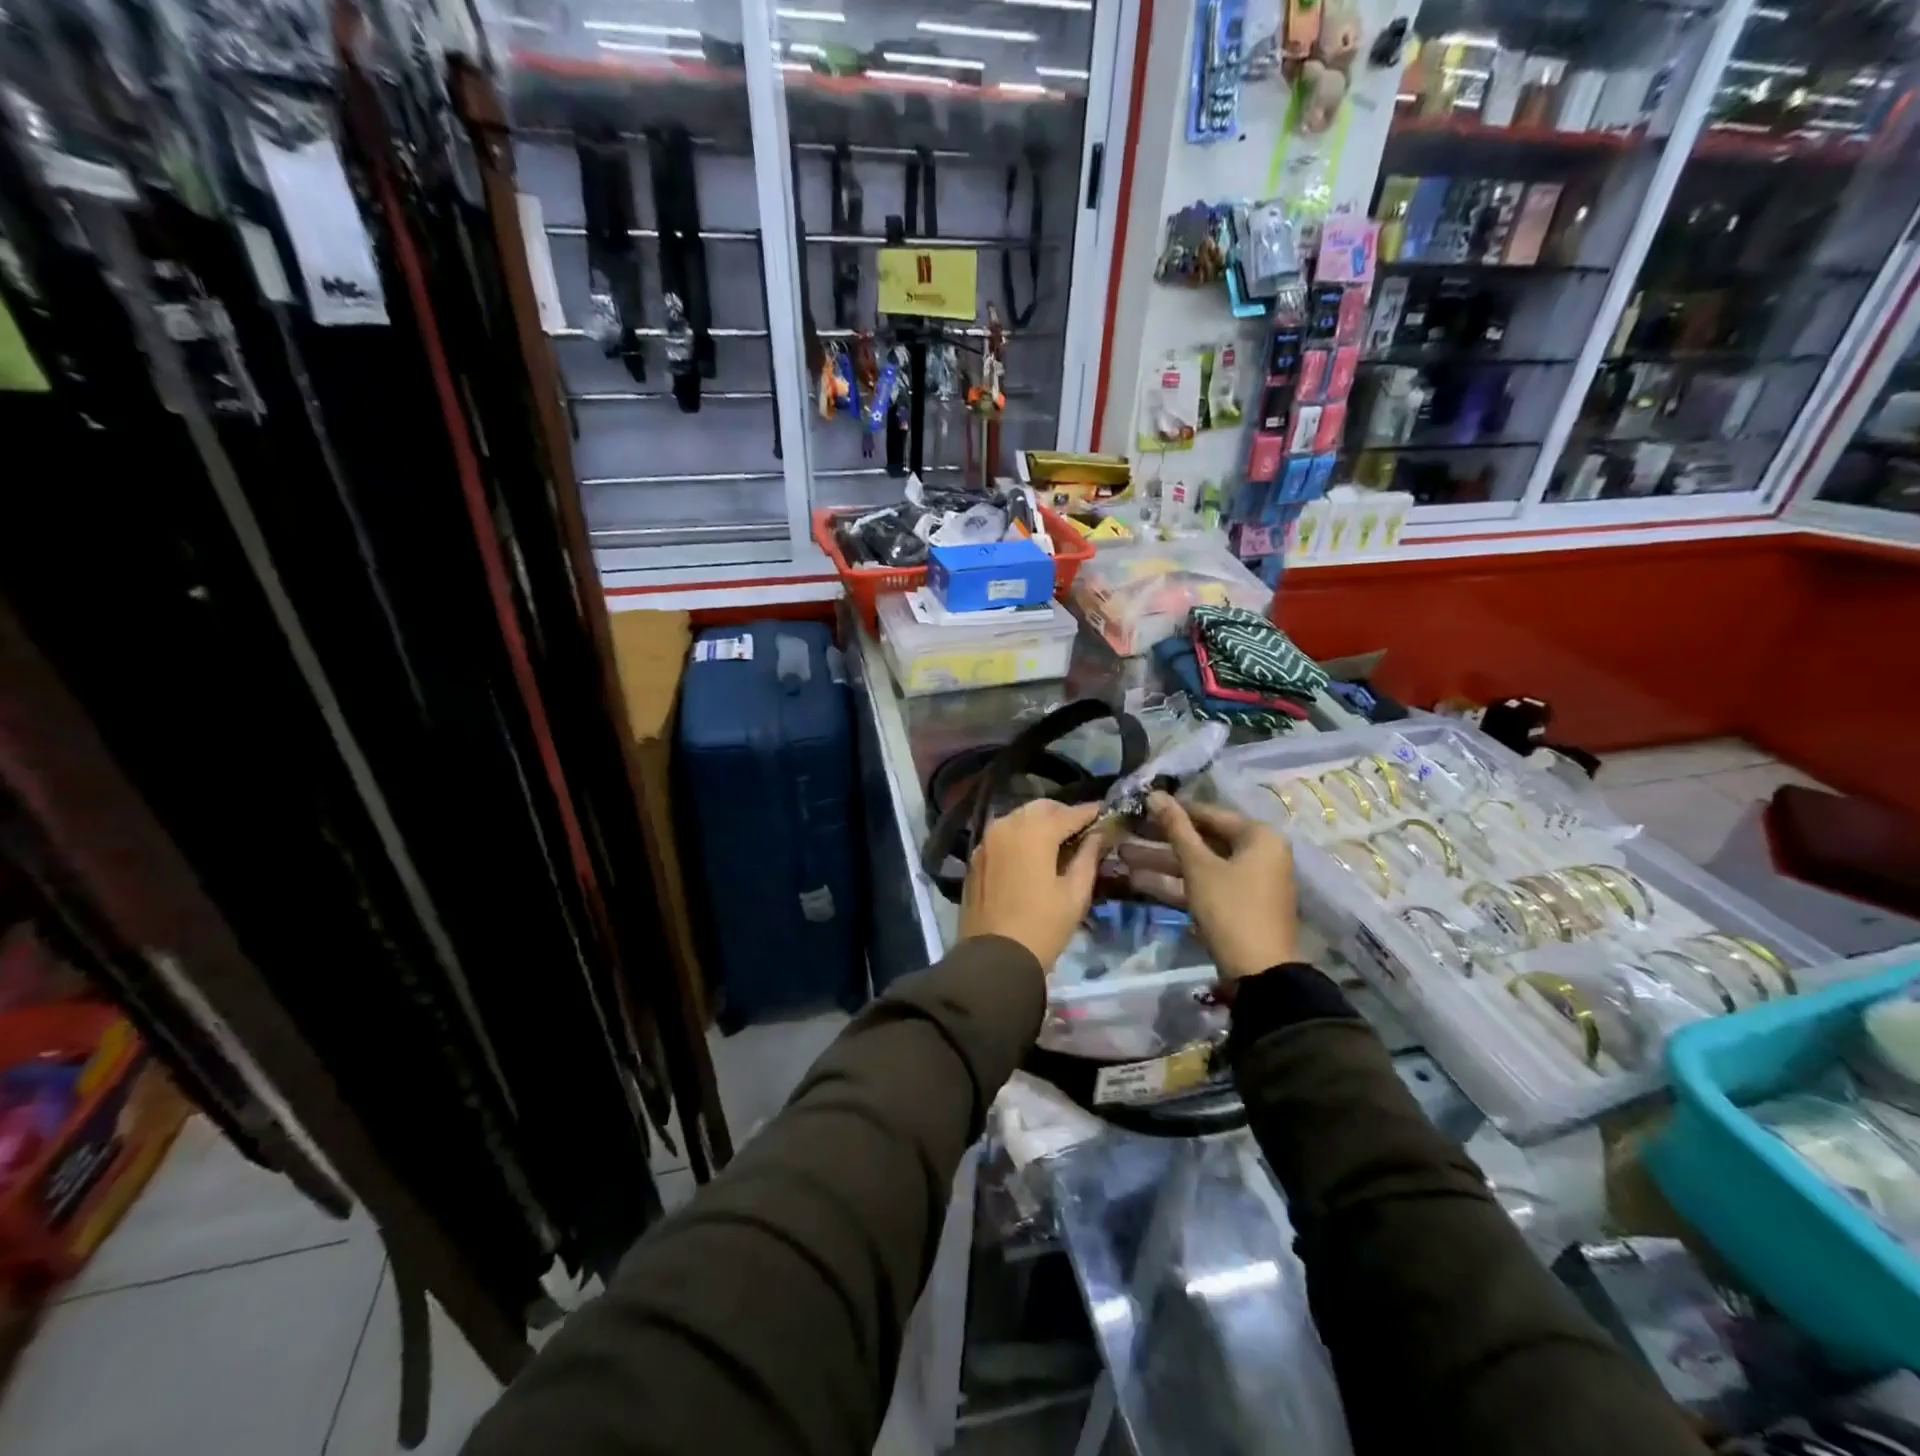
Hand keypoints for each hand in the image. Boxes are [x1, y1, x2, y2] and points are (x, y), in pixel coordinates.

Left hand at [959, 800, 1110, 971]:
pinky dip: (1020, 835)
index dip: (1089, 813)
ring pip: (1018, 817)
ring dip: (1039, 822)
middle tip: (1081, 828)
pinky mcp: (976, 857)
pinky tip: (1031, 853)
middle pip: (1040, 808)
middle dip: (1062, 813)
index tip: (1105, 813)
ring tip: (1058, 841)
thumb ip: (1088, 857)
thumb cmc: (1043, 926)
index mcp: (1034, 832)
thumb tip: (1099, 834)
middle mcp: (1007, 826)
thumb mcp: (1075, 894)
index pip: (1068, 813)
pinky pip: (1002, 834)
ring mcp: (987, 840)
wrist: (994, 958)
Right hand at [1119, 792, 1299, 980]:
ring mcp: (1247, 882)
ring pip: (1199, 864)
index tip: (1141, 806)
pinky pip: (1203, 885)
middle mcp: (1258, 854)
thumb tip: (1156, 794)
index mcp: (1258, 837)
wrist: (1259, 973)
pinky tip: (1138, 880)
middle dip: (1161, 840)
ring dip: (1162, 862)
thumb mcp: (1199, 866)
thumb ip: (1176, 829)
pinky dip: (1175, 883)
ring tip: (1122, 855)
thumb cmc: (1231, 908)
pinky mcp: (1235, 906)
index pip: (1210, 813)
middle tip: (1126, 832)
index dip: (1174, 810)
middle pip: (1203, 840)